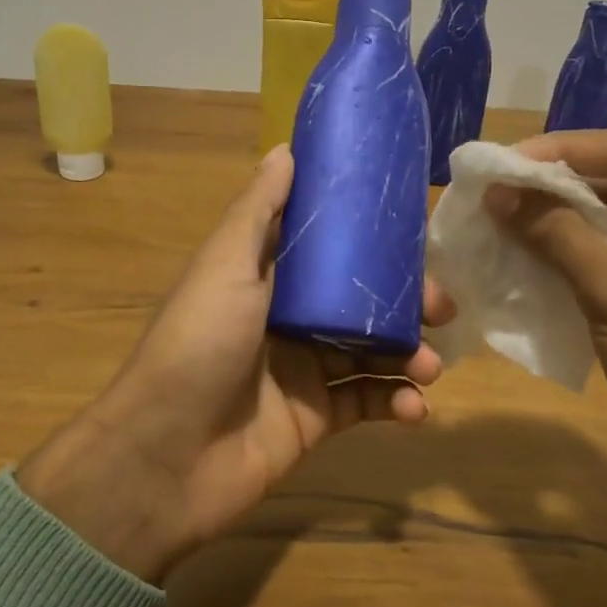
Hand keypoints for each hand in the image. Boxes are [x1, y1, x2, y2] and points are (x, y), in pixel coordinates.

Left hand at [20, 146, 446, 580]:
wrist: (165, 456)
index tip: (417, 237)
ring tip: (430, 366)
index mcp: (265, 279)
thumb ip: (258, 212)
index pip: (330, 251)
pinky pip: (366, 403)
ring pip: (370, 353)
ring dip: (408, 355)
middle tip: (441, 310)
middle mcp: (286, 321)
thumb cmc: (197, 347)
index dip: (372, 242)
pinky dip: (395, 403)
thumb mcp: (225, 266)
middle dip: (404, 304)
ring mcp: (302, 372)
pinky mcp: (314, 421)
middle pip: (359, 303)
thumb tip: (286, 149)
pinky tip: (413, 408)